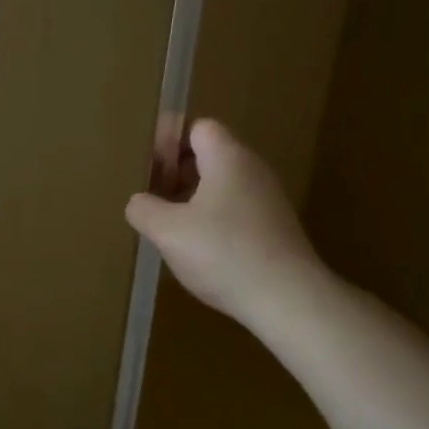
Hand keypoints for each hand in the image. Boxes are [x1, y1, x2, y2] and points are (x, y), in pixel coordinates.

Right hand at [125, 119, 328, 328]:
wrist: (289, 301)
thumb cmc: (223, 253)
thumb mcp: (167, 230)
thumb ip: (143, 209)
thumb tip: (139, 202)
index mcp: (228, 158)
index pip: (199, 128)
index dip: (170, 141)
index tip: (149, 168)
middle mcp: (253, 171)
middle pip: (210, 156)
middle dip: (177, 172)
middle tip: (152, 196)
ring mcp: (269, 201)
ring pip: (222, 186)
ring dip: (193, 199)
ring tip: (169, 225)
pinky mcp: (275, 229)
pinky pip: (235, 210)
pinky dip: (213, 220)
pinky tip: (198, 249)